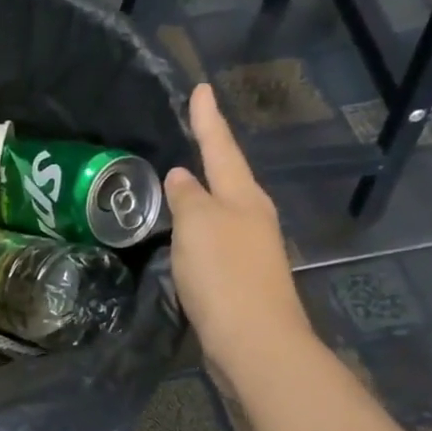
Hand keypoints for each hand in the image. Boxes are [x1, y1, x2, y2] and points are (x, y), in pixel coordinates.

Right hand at [166, 83, 319, 393]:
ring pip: (221, 211)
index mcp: (243, 197)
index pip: (220, 148)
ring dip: (201, 196)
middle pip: (227, 178)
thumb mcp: (198, 225)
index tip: (200, 88)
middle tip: (189, 133)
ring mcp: (249, 249)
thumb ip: (187, 196)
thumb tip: (181, 176)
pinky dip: (197, 231)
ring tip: (178, 183)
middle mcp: (252, 217)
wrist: (253, 342)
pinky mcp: (240, 279)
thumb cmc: (224, 274)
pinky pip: (213, 242)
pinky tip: (182, 238)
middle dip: (210, 155)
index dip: (207, 119)